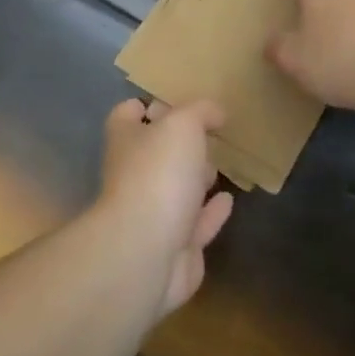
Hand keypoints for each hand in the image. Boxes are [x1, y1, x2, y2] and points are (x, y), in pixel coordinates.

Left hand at [97, 97, 234, 318]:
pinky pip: (195, 224)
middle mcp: (134, 176)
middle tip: (209, 135)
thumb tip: (215, 112)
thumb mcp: (183, 125)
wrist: (146, 253)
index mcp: (126, 141)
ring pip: (176, 190)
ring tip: (220, 165)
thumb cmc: (159, 174)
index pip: (127, 114)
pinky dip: (211, 212)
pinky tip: (228, 200)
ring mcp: (151, 215)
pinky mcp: (174, 248)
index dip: (146, 105)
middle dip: (179, 145)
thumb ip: (201, 112)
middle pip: (154, 153)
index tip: (175, 102)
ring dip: (195, 179)